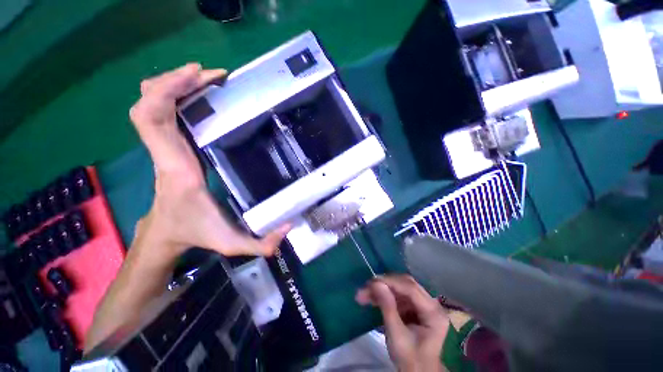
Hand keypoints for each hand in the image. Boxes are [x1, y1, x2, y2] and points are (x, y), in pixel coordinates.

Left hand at [129, 63, 288, 259]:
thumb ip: (260, 243)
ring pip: (151, 105)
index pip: (152, 121)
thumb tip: (289, 228)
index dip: (167, 92)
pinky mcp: (171, 148)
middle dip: (174, 81)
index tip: (199, 76)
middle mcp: (165, 152)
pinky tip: (197, 95)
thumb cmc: (194, 234)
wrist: (164, 235)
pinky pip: (161, 114)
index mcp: (177, 168)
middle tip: (209, 74)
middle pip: (149, 103)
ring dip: (173, 85)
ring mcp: (165, 148)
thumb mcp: (230, 243)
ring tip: (204, 78)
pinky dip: (174, 97)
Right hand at [356, 275, 449, 371]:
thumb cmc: (409, 359)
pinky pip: (399, 295)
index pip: (411, 289)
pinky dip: (385, 296)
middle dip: (385, 284)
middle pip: (406, 284)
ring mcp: (424, 304)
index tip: (372, 282)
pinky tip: (372, 299)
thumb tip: (376, 283)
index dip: (391, 282)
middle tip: (367, 286)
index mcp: (434, 313)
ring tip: (364, 294)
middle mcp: (432, 304)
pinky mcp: (416, 307)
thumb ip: (387, 307)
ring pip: (400, 288)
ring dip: (383, 289)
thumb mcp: (397, 336)